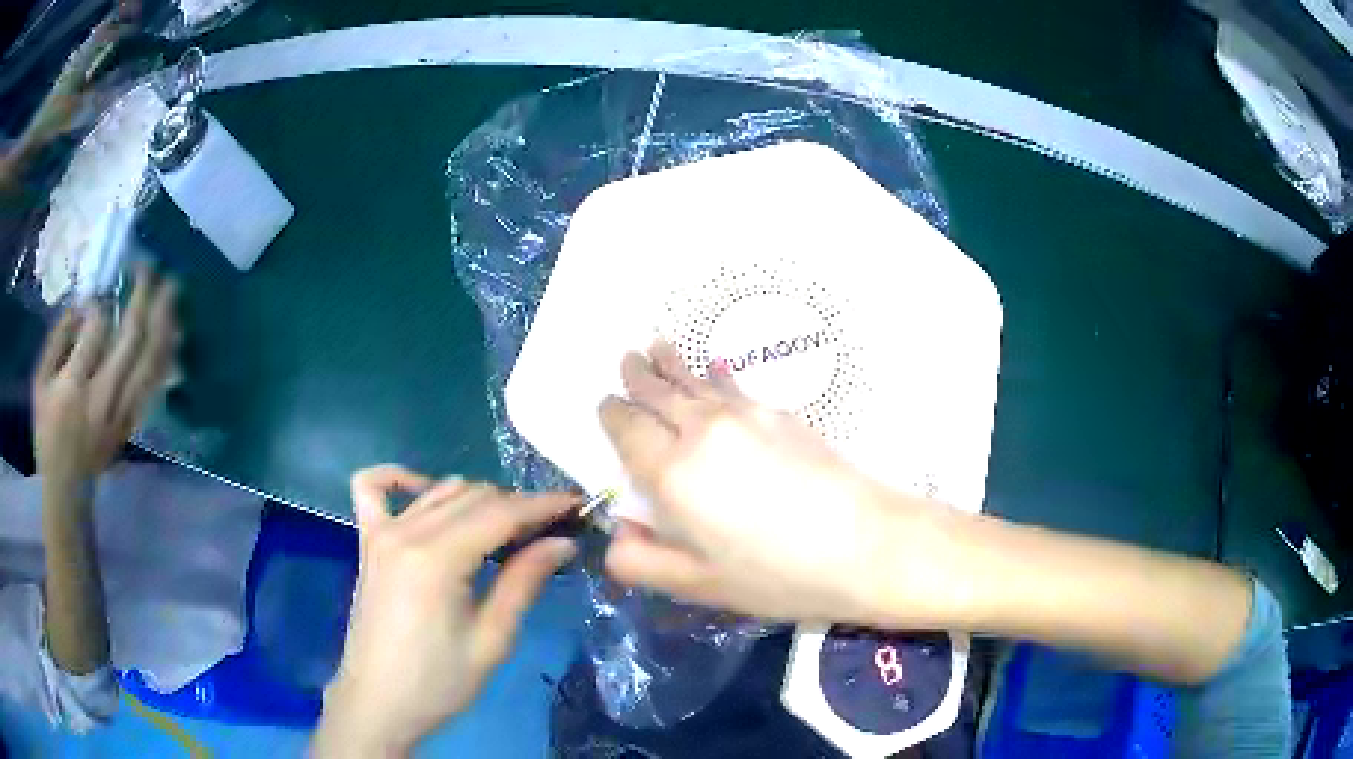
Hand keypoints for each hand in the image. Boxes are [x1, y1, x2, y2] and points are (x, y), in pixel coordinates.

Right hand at [32, 267, 178, 489]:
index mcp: (74, 385)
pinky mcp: (132, 423)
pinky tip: (175, 334)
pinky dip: (167, 356)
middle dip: (145, 297)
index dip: (106, 300)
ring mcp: (122, 412)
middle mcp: (102, 397)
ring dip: (164, 322)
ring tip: (173, 289)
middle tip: (154, 267)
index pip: (98, 329)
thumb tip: (82, 305)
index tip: (109, 282)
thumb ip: (57, 340)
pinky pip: (155, 385)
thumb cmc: (47, 432)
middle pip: (132, 340)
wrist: (68, 489)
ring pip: (151, 362)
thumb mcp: (40, 383)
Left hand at [315, 466, 576, 756]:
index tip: (578, 505)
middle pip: (473, 496)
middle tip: (550, 532)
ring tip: (508, 529)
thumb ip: (524, 582)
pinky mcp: (367, 541)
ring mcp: (381, 532)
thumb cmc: (439, 682)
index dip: (543, 505)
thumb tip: (563, 543)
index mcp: (437, 558)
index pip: (500, 514)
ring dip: (478, 499)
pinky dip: (400, 479)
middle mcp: (407, 531)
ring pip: (440, 490)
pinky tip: (424, 492)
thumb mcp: (492, 640)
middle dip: (517, 506)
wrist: (379, 703)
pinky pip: (373, 488)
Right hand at [599, 342, 964, 625]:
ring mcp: (745, 415)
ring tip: (656, 345)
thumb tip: (617, 531)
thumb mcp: (697, 586)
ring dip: (671, 363)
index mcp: (671, 472)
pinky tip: (715, 367)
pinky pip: (733, 385)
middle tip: (627, 359)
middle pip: (659, 393)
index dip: (613, 413)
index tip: (606, 404)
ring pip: (694, 381)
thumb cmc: (777, 574)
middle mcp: (701, 431)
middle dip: (638, 376)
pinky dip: (715, 374)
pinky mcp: (779, 413)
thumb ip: (641, 560)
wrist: (864, 544)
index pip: (627, 428)